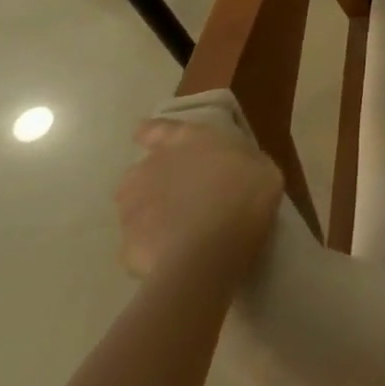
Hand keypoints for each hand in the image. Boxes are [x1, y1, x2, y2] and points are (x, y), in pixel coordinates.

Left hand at [116, 119, 284, 280]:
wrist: (211, 251)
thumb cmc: (245, 194)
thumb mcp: (260, 167)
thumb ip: (236, 161)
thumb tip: (232, 166)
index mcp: (185, 139)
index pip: (154, 129)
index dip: (155, 136)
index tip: (161, 145)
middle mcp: (151, 166)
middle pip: (144, 170)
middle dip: (158, 180)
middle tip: (186, 195)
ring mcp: (131, 207)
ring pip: (135, 206)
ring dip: (152, 212)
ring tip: (179, 228)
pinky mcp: (124, 245)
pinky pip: (139, 242)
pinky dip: (153, 245)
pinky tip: (175, 255)